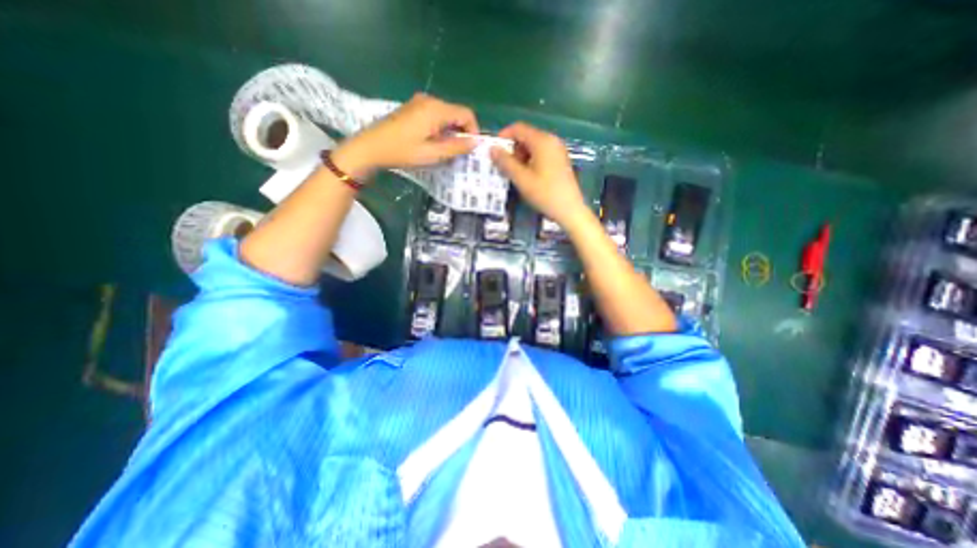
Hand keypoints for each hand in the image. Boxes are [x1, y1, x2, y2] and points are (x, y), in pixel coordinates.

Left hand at [330, 92, 480, 178]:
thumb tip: (475, 142)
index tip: (471, 149)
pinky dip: (440, 129)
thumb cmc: (402, 152)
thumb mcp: (432, 154)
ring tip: (444, 151)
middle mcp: (429, 100)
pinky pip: (435, 116)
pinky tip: (432, 143)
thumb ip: (456, 147)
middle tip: (457, 153)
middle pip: (456, 113)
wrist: (370, 147)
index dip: (474, 130)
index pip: (466, 113)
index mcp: (435, 109)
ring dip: (450, 133)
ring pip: (446, 116)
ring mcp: (419, 102)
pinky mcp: (413, 108)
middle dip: (461, 133)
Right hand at [494, 119, 582, 226]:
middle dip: (512, 149)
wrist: (569, 210)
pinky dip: (530, 160)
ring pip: (533, 146)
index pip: (518, 128)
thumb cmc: (545, 193)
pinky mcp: (560, 160)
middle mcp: (551, 140)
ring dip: (520, 156)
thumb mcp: (521, 179)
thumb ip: (506, 162)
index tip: (493, 151)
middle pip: (526, 136)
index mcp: (542, 141)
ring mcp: (557, 150)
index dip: (503, 136)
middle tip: (504, 167)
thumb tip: (492, 149)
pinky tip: (528, 176)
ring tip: (515, 174)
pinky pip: (541, 154)